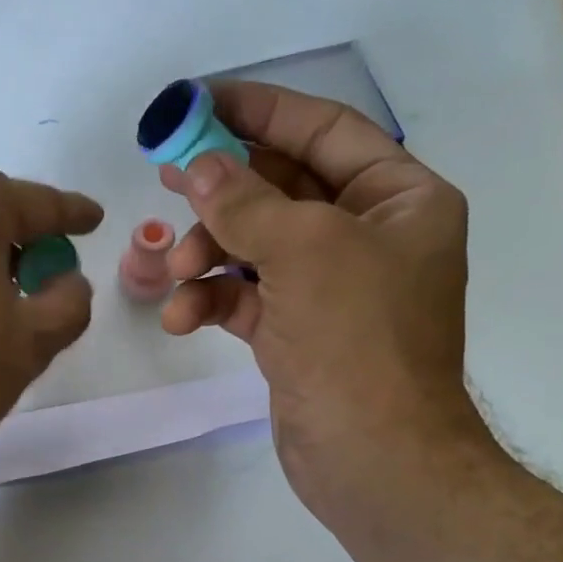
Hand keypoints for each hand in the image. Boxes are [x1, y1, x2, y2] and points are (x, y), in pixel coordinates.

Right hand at [159, 81, 487, 527]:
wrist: (373, 459)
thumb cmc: (357, 341)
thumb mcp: (305, 251)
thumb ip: (245, 201)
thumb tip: (198, 167)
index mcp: (398, 200)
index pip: (324, 132)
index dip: (262, 112)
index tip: (200, 102)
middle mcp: (366, 236)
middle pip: (281, 188)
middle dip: (221, 188)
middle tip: (164, 176)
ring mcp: (329, 288)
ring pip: (254, 245)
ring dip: (206, 252)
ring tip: (172, 270)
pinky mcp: (296, 332)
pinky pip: (244, 296)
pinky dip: (210, 300)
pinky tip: (180, 317)